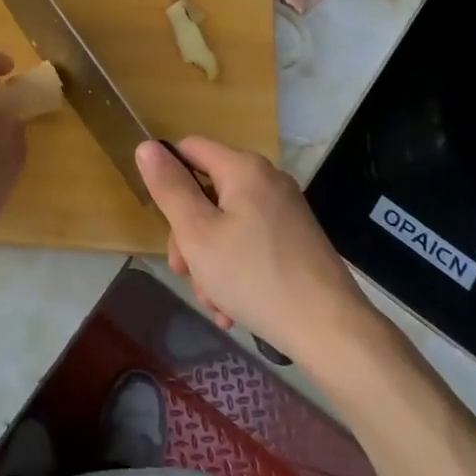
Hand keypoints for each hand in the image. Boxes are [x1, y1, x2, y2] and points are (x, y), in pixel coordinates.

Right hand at [135, 137, 371, 363]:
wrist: (329, 329)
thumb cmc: (253, 276)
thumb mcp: (198, 233)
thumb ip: (170, 188)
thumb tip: (146, 146)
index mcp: (244, 168)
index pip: (190, 148)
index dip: (168, 176)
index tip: (162, 218)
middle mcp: (267, 180)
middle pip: (208, 192)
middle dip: (189, 235)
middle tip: (185, 273)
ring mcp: (285, 210)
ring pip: (227, 224)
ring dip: (209, 261)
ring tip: (214, 302)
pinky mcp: (296, 238)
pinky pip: (251, 242)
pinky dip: (235, 268)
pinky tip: (232, 308)